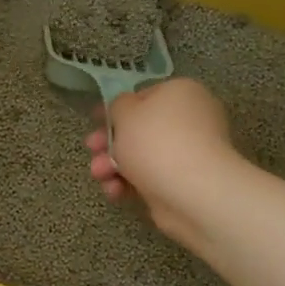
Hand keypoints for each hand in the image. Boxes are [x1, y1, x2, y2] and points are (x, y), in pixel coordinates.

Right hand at [84, 78, 237, 243]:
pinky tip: (115, 192)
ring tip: (99, 176)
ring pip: (142, 156)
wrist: (193, 192)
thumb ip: (118, 106)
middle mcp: (190, 119)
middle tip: (92, 150)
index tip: (94, 122)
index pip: (143, 96)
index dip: (115, 110)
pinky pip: (150, 178)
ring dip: (113, 165)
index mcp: (180, 92)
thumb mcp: (125, 113)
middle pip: (140, 129)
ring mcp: (189, 153)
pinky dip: (130, 184)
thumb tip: (124, 111)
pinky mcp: (184, 182)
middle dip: (110, 143)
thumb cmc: (156, 142)